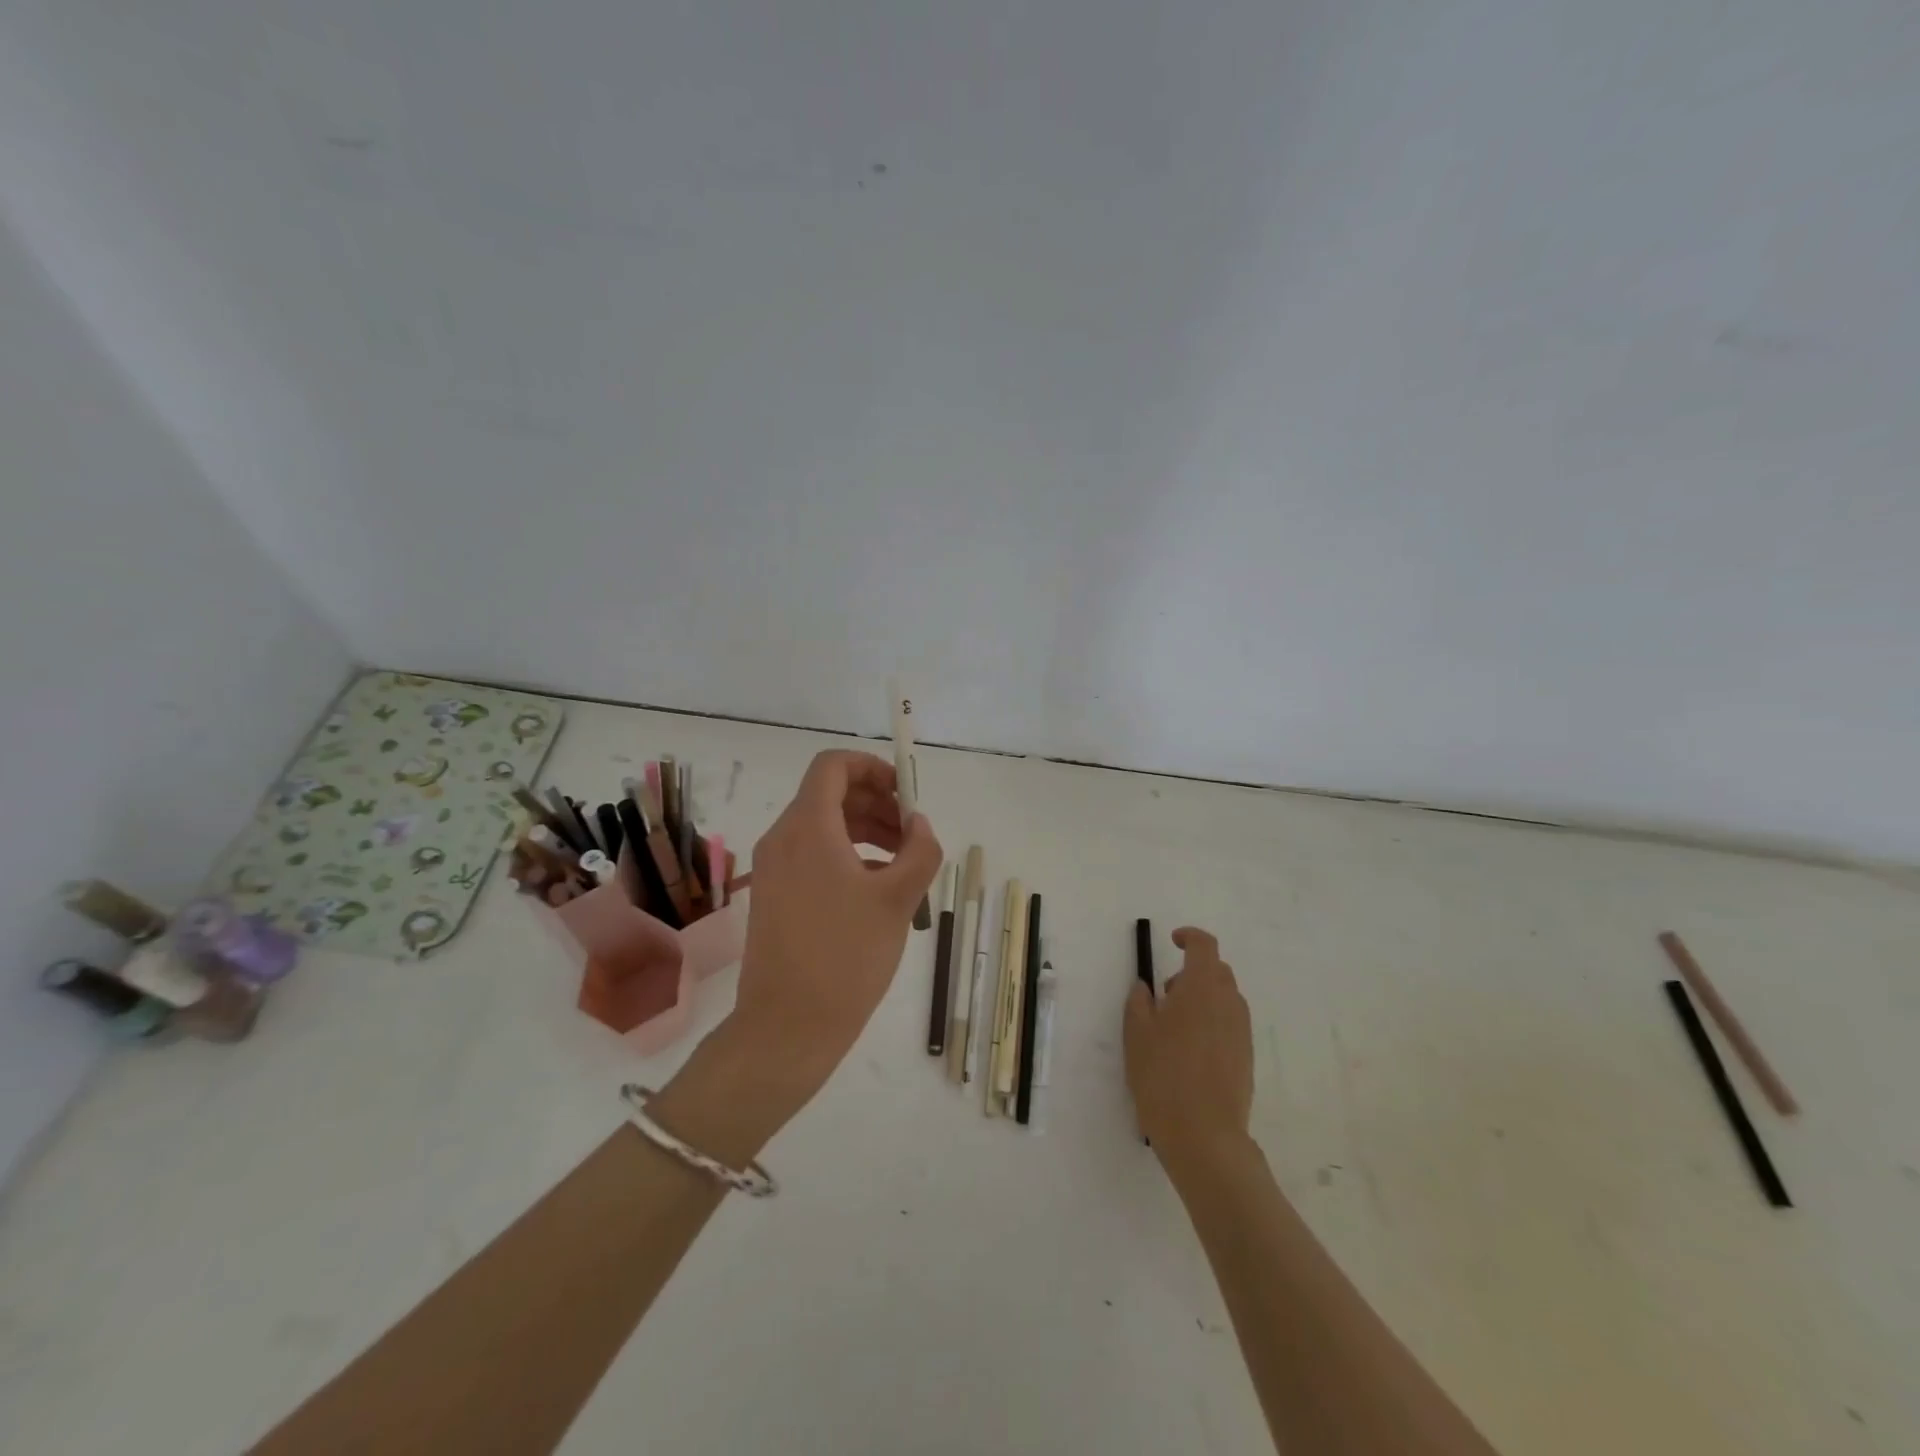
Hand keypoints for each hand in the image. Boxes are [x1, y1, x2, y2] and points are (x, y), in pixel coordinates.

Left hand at [731, 749, 942, 1103]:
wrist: (787, 1027)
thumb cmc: (846, 956)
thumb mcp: (897, 900)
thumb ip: (920, 851)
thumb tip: (919, 825)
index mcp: (808, 827)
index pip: (833, 765)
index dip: (872, 768)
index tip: (905, 795)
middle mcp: (783, 838)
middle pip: (830, 794)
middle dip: (876, 803)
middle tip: (912, 834)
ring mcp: (774, 868)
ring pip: (823, 826)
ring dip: (865, 830)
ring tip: (903, 863)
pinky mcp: (774, 895)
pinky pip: (812, 855)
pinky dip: (847, 856)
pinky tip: (877, 889)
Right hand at [1125, 927, 1254, 1171]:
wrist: (1204, 1135)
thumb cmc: (1163, 1075)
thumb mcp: (1136, 1033)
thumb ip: (1139, 1001)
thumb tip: (1146, 988)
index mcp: (1202, 988)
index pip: (1204, 946)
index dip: (1189, 937)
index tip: (1172, 942)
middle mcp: (1229, 1003)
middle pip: (1217, 971)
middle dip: (1192, 973)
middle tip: (1166, 995)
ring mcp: (1242, 1031)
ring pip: (1225, 999)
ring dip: (1202, 999)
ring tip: (1175, 1028)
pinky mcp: (1246, 1057)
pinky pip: (1230, 1024)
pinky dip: (1212, 1023)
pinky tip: (1190, 1052)